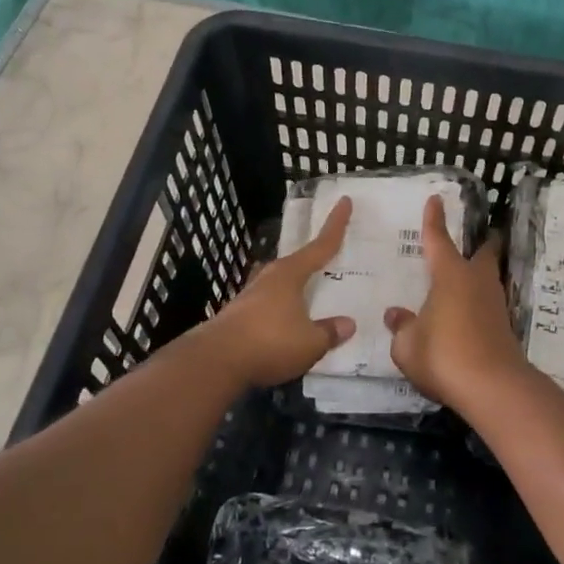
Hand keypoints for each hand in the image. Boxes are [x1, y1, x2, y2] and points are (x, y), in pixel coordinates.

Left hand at [205, 197, 355, 387]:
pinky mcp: (238, 316)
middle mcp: (269, 278)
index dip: (335, 225)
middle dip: (312, 260)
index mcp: (290, 274)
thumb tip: (348, 324)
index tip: (344, 201)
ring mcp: (250, 296)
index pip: (320, 245)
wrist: (215, 361)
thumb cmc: (269, 342)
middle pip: (296, 263)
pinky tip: (286, 323)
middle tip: (329, 258)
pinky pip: (269, 306)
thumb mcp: (310, 342)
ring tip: (309, 296)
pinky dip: (282, 309)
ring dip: (294, 288)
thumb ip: (329, 332)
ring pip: (279, 284)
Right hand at [384, 195, 533, 415]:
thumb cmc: (443, 355)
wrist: (493, 387)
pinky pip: (488, 305)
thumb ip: (401, 327)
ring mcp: (494, 305)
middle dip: (482, 243)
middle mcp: (476, 282)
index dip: (435, 220)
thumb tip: (395, 314)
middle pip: (483, 254)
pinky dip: (479, 303)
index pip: (439, 239)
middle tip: (478, 237)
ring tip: (466, 278)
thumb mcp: (407, 345)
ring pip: (488, 279)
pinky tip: (467, 314)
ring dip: (481, 274)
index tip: (436, 199)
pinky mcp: (503, 328)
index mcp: (450, 275)